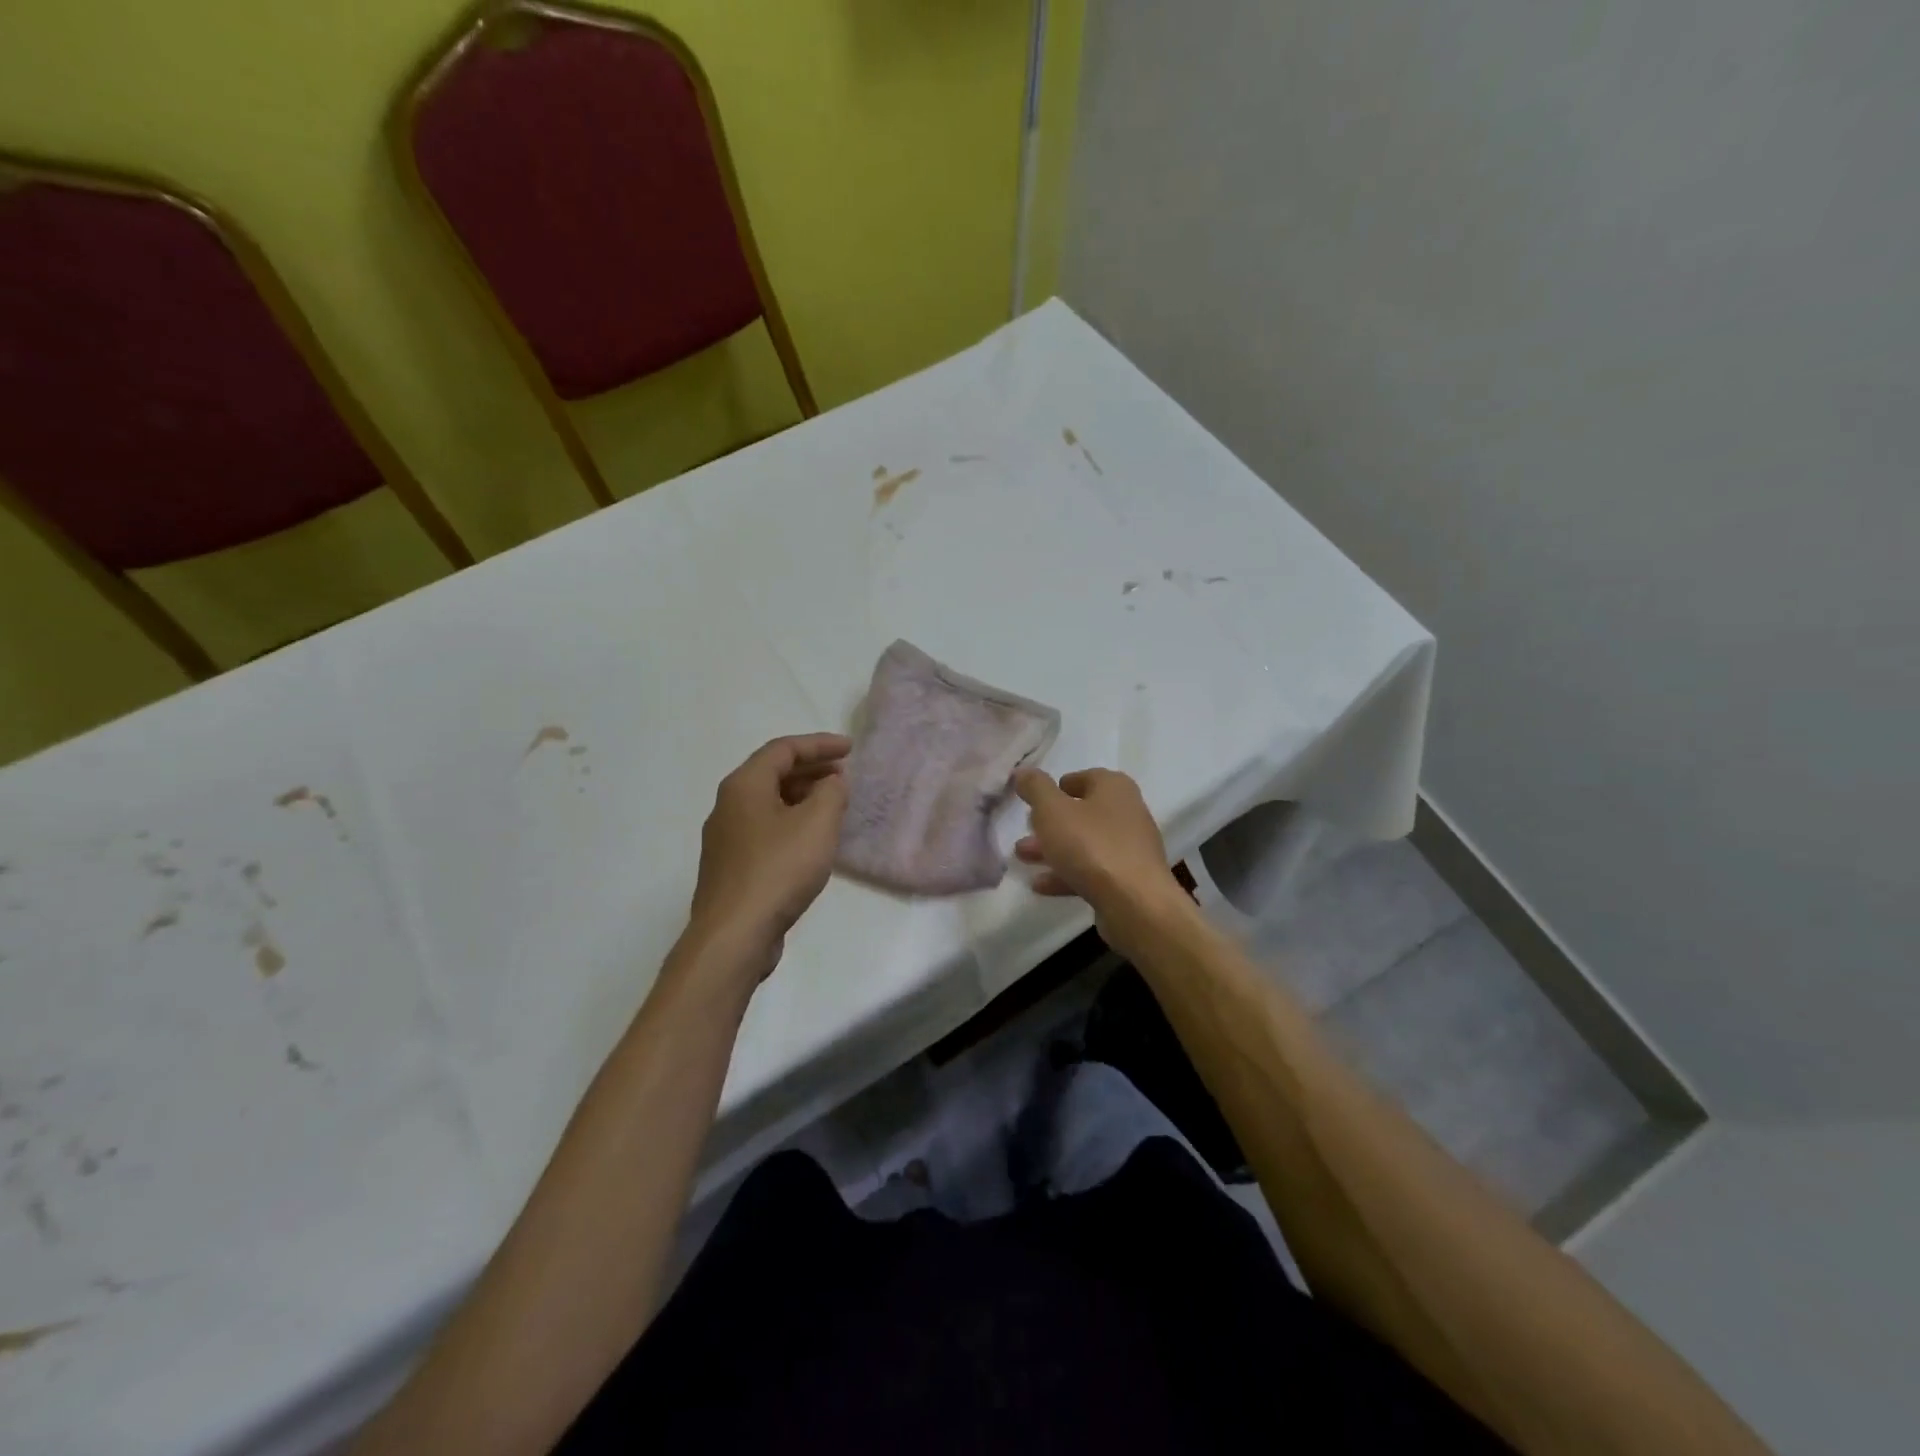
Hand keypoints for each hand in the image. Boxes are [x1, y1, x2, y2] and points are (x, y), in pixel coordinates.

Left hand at [685, 733, 850, 982]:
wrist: (734, 934)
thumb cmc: (778, 869)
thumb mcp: (817, 823)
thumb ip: (831, 793)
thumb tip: (831, 782)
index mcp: (744, 785)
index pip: (783, 749)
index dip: (819, 744)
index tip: (850, 749)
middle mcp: (728, 805)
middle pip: (772, 774)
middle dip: (811, 769)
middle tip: (843, 775)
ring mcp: (726, 838)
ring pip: (768, 803)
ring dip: (802, 797)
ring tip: (833, 806)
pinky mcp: (731, 867)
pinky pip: (765, 829)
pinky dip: (791, 822)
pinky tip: (811, 841)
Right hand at [1014, 767, 1189, 947]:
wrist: (1135, 904)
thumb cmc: (1091, 846)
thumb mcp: (1052, 811)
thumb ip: (1035, 788)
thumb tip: (1024, 771)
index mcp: (1115, 789)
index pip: (1087, 777)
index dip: (1060, 785)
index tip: (1037, 797)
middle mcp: (1128, 813)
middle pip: (1084, 813)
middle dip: (1050, 822)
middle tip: (1025, 829)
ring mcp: (1130, 849)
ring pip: (1085, 844)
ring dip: (1054, 849)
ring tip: (1022, 857)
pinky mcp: (1128, 880)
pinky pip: (1093, 871)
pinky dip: (1067, 874)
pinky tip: (1040, 885)